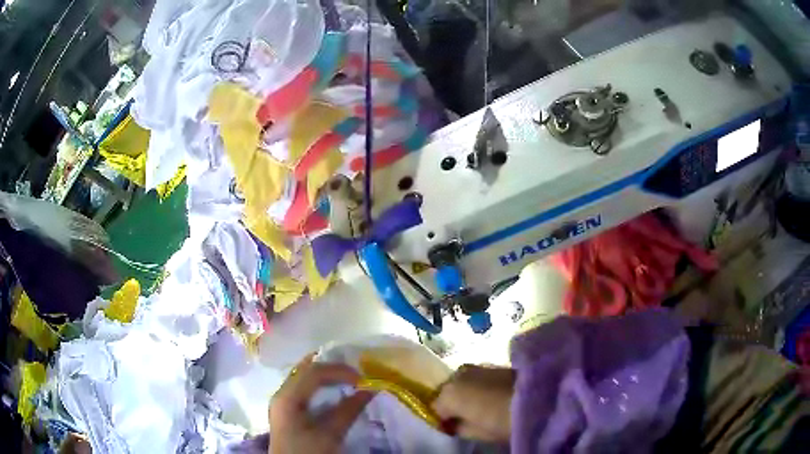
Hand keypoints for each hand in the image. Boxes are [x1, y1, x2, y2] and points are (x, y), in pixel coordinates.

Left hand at [269, 355, 373, 453]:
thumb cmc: (307, 452)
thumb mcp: (329, 435)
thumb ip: (348, 411)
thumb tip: (369, 391)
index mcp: (287, 397)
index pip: (313, 372)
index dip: (339, 371)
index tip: (362, 379)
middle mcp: (281, 393)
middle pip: (305, 370)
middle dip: (332, 369)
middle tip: (356, 375)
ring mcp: (282, 401)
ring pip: (303, 377)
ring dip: (326, 376)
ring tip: (347, 380)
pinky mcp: (287, 410)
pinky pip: (303, 388)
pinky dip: (320, 385)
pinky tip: (333, 392)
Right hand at [432, 364, 515, 442]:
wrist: (535, 396)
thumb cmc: (500, 420)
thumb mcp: (475, 433)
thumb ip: (458, 428)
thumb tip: (454, 424)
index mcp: (447, 394)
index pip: (435, 409)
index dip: (444, 420)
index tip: (453, 428)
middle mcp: (456, 375)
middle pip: (448, 392)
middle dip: (454, 404)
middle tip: (467, 418)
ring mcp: (475, 367)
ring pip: (462, 383)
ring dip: (466, 393)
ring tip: (481, 407)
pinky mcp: (492, 364)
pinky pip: (476, 378)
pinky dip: (479, 386)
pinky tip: (491, 396)